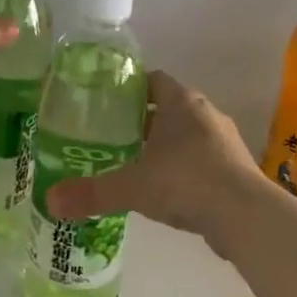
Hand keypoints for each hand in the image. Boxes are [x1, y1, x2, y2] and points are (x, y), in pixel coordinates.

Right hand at [45, 71, 262, 252]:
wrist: (246, 216)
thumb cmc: (186, 182)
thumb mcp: (133, 186)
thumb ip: (92, 192)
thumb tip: (50, 202)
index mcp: (181, 102)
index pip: (151, 80)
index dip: (128, 88)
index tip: (104, 102)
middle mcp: (205, 113)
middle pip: (167, 108)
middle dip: (140, 120)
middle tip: (110, 135)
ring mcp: (224, 141)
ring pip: (185, 135)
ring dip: (163, 145)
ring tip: (133, 163)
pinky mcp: (234, 169)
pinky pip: (200, 160)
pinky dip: (182, 168)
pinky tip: (164, 190)